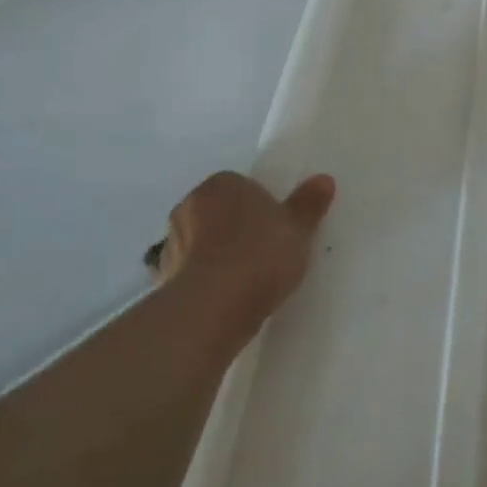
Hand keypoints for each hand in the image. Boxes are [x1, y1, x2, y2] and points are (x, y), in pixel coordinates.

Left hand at [155, 171, 335, 341]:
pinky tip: (225, 300)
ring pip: (202, 243)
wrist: (212, 307)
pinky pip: (191, 273)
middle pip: (220, 212)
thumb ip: (309, 204)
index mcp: (222, 184)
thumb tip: (324, 179)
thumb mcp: (298, 229)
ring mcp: (171, 242)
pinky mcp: (162, 278)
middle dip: (237, 229)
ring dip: (218, 256)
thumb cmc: (260, 255)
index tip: (278, 229)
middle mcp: (190, 205)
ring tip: (246, 282)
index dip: (262, 207)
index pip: (243, 187)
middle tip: (265, 253)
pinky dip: (205, 282)